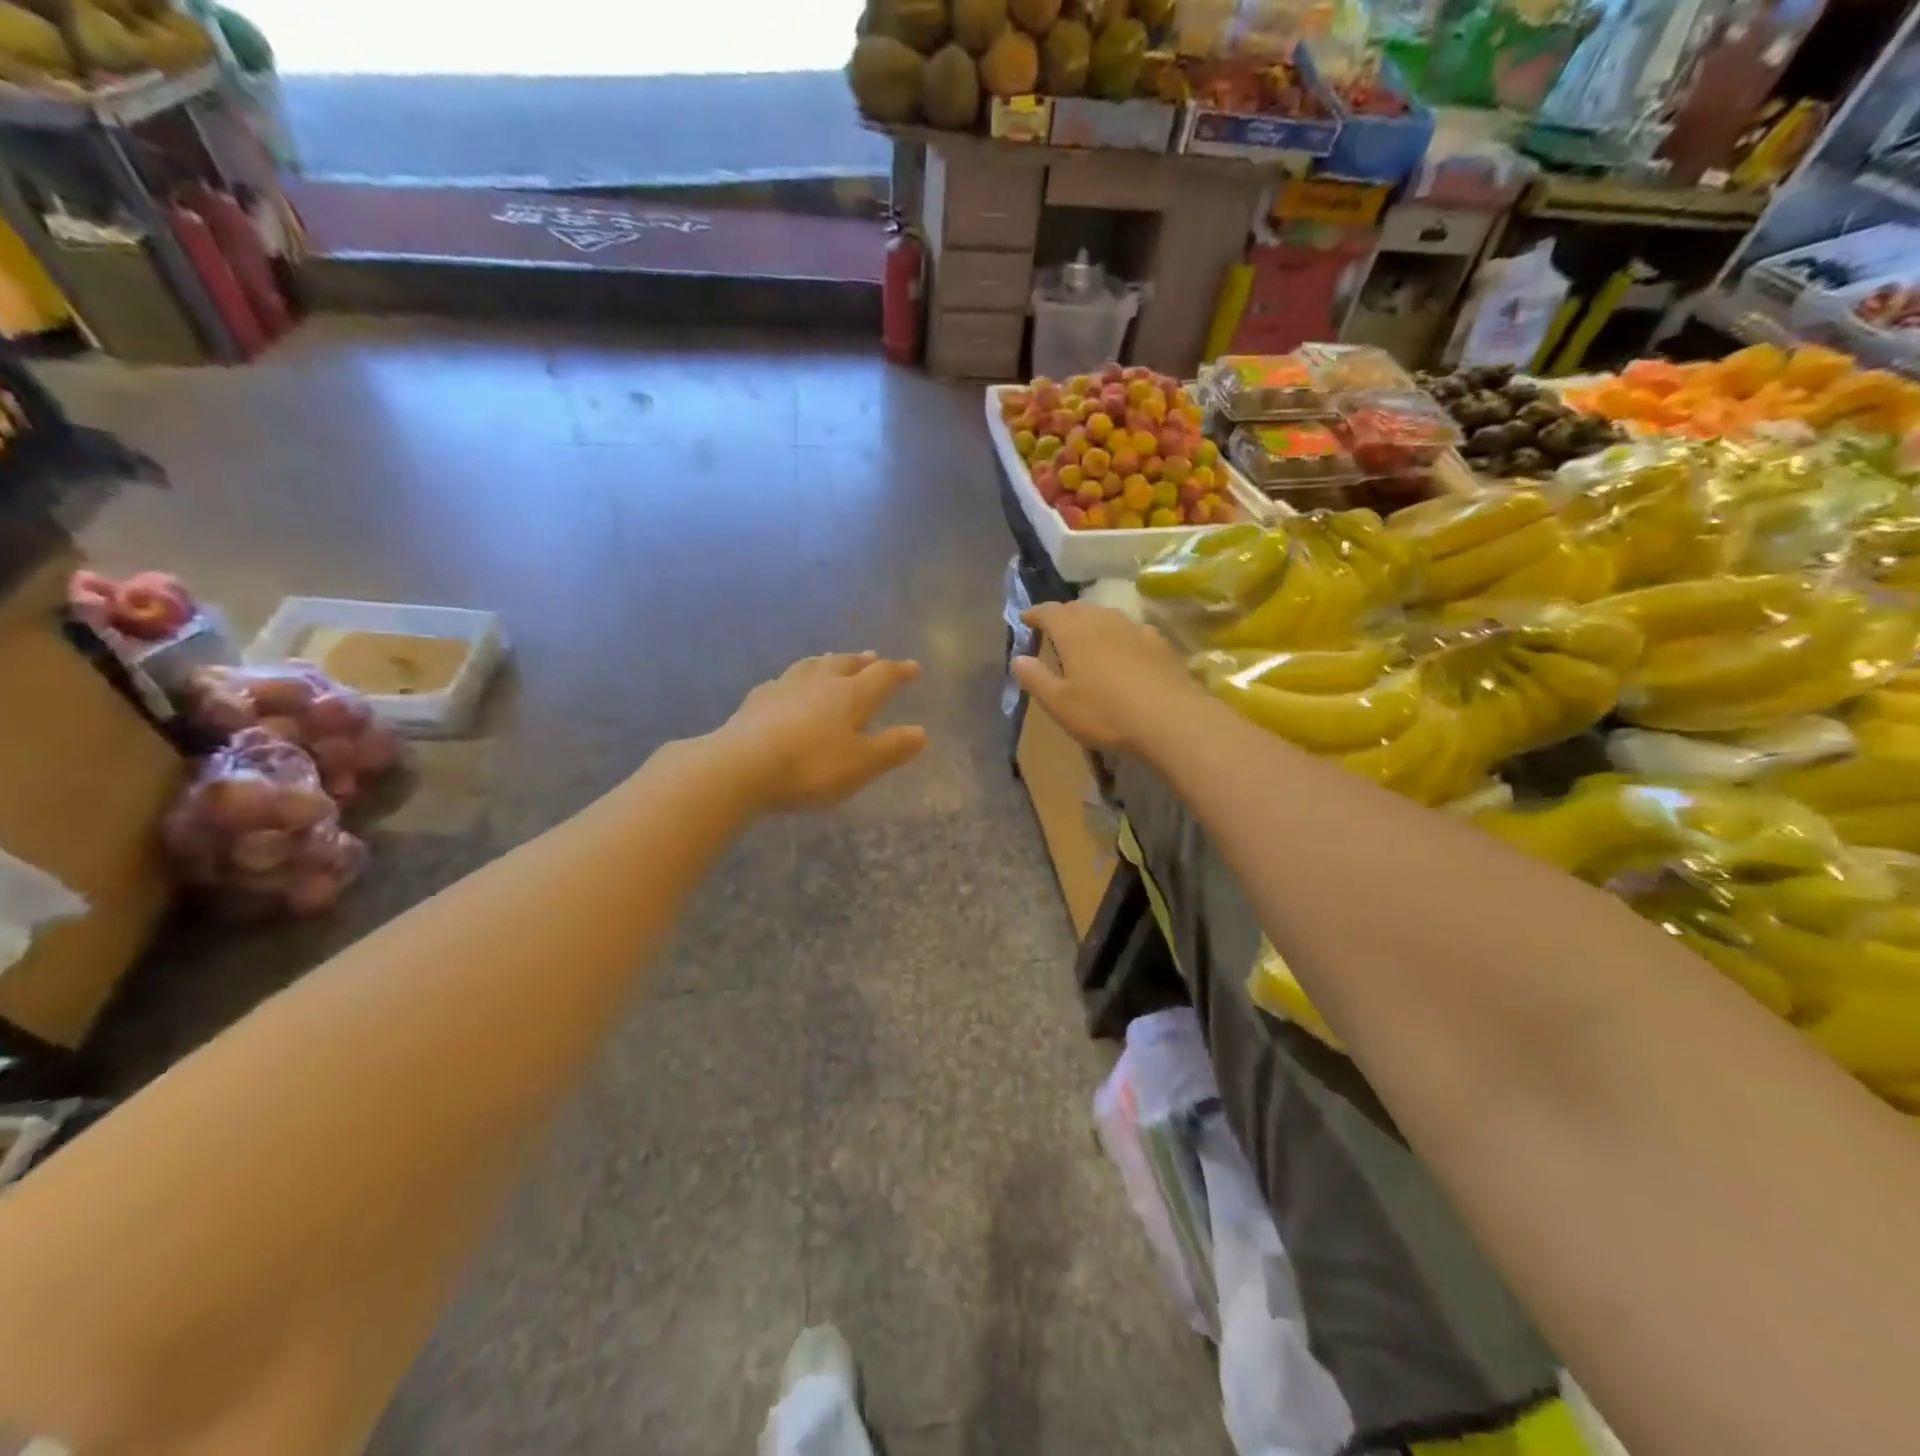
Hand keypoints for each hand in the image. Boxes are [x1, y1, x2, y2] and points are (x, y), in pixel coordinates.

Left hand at [716, 652, 926, 812]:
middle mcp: (820, 681)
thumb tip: (920, 732)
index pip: (882, 675)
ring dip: (829, 661)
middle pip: (846, 663)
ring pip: (813, 665)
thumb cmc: (811, 767)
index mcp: (851, 695)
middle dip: (863, 661)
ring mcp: (785, 686)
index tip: (914, 668)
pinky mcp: (757, 699)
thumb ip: (891, 748)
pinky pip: (784, 681)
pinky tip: (790, 686)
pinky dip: (796, 679)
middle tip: (873, 657)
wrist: (741, 766)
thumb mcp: (861, 765)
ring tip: (834, 660)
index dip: (900, 671)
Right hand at [1012, 602, 1204, 753]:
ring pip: (1106, 616)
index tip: (1024, 619)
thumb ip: (1035, 679)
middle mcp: (1103, 621)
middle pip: (1078, 608)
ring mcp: (1135, 629)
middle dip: (1062, 615)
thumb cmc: (1105, 712)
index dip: (1034, 613)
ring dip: (1091, 622)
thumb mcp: (1059, 703)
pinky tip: (1122, 651)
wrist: (1170, 719)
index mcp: (1074, 632)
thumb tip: (1018, 659)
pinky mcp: (1159, 643)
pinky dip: (1118, 635)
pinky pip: (1131, 630)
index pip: (1048, 612)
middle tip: (1053, 630)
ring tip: (1086, 638)